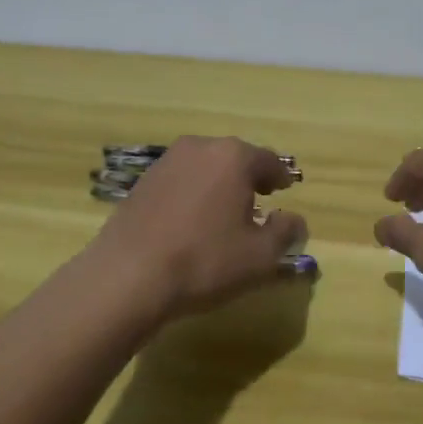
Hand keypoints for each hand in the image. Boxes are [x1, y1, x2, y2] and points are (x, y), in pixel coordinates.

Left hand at [88, 136, 307, 321]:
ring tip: (223, 214)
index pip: (268, 160)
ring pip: (205, 167)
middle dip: (249, 178)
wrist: (128, 276)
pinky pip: (180, 181)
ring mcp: (167, 162)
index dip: (281, 177)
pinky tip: (191, 221)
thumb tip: (294, 220)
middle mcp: (200, 147)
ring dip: (219, 184)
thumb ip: (285, 233)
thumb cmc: (204, 261)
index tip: (285, 190)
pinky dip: (193, 193)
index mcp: (233, 157)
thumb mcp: (260, 256)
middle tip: (258, 200)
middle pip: (235, 158)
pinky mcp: (142, 181)